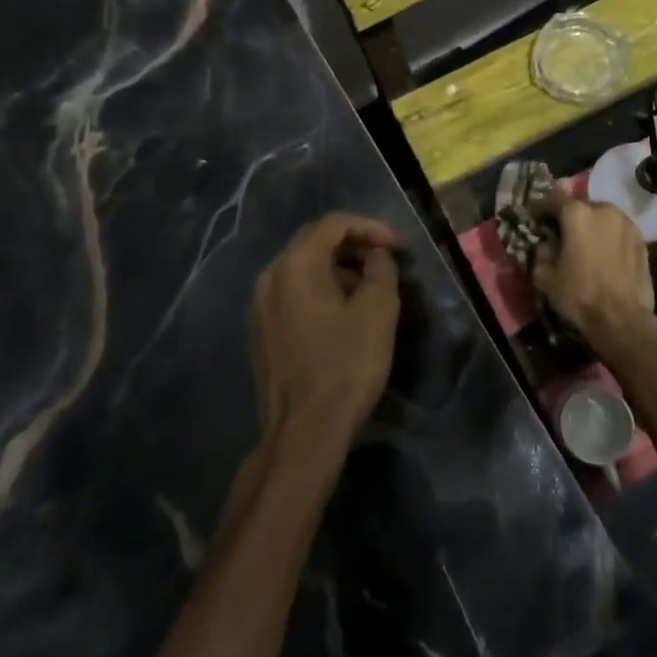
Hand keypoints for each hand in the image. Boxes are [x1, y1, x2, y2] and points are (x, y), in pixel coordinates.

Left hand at [251, 213, 400, 445]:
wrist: (303, 431)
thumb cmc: (345, 366)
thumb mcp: (378, 312)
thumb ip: (381, 271)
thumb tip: (377, 256)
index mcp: (296, 265)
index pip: (332, 224)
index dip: (368, 227)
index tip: (395, 245)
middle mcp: (271, 276)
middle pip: (313, 242)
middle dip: (352, 244)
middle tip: (384, 260)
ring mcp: (260, 305)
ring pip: (302, 268)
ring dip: (337, 268)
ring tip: (368, 287)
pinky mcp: (261, 330)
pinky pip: (292, 292)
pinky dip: (319, 289)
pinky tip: (342, 312)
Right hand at [532, 194, 656, 356]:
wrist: (623, 320)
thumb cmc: (579, 295)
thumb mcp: (545, 276)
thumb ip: (541, 251)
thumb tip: (545, 242)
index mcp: (577, 213)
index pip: (552, 199)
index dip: (540, 207)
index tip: (533, 216)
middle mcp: (603, 209)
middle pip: (580, 205)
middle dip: (568, 216)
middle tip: (559, 231)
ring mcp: (626, 223)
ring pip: (602, 216)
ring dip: (591, 224)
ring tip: (584, 241)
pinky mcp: (641, 239)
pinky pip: (618, 230)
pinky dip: (608, 235)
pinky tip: (604, 251)